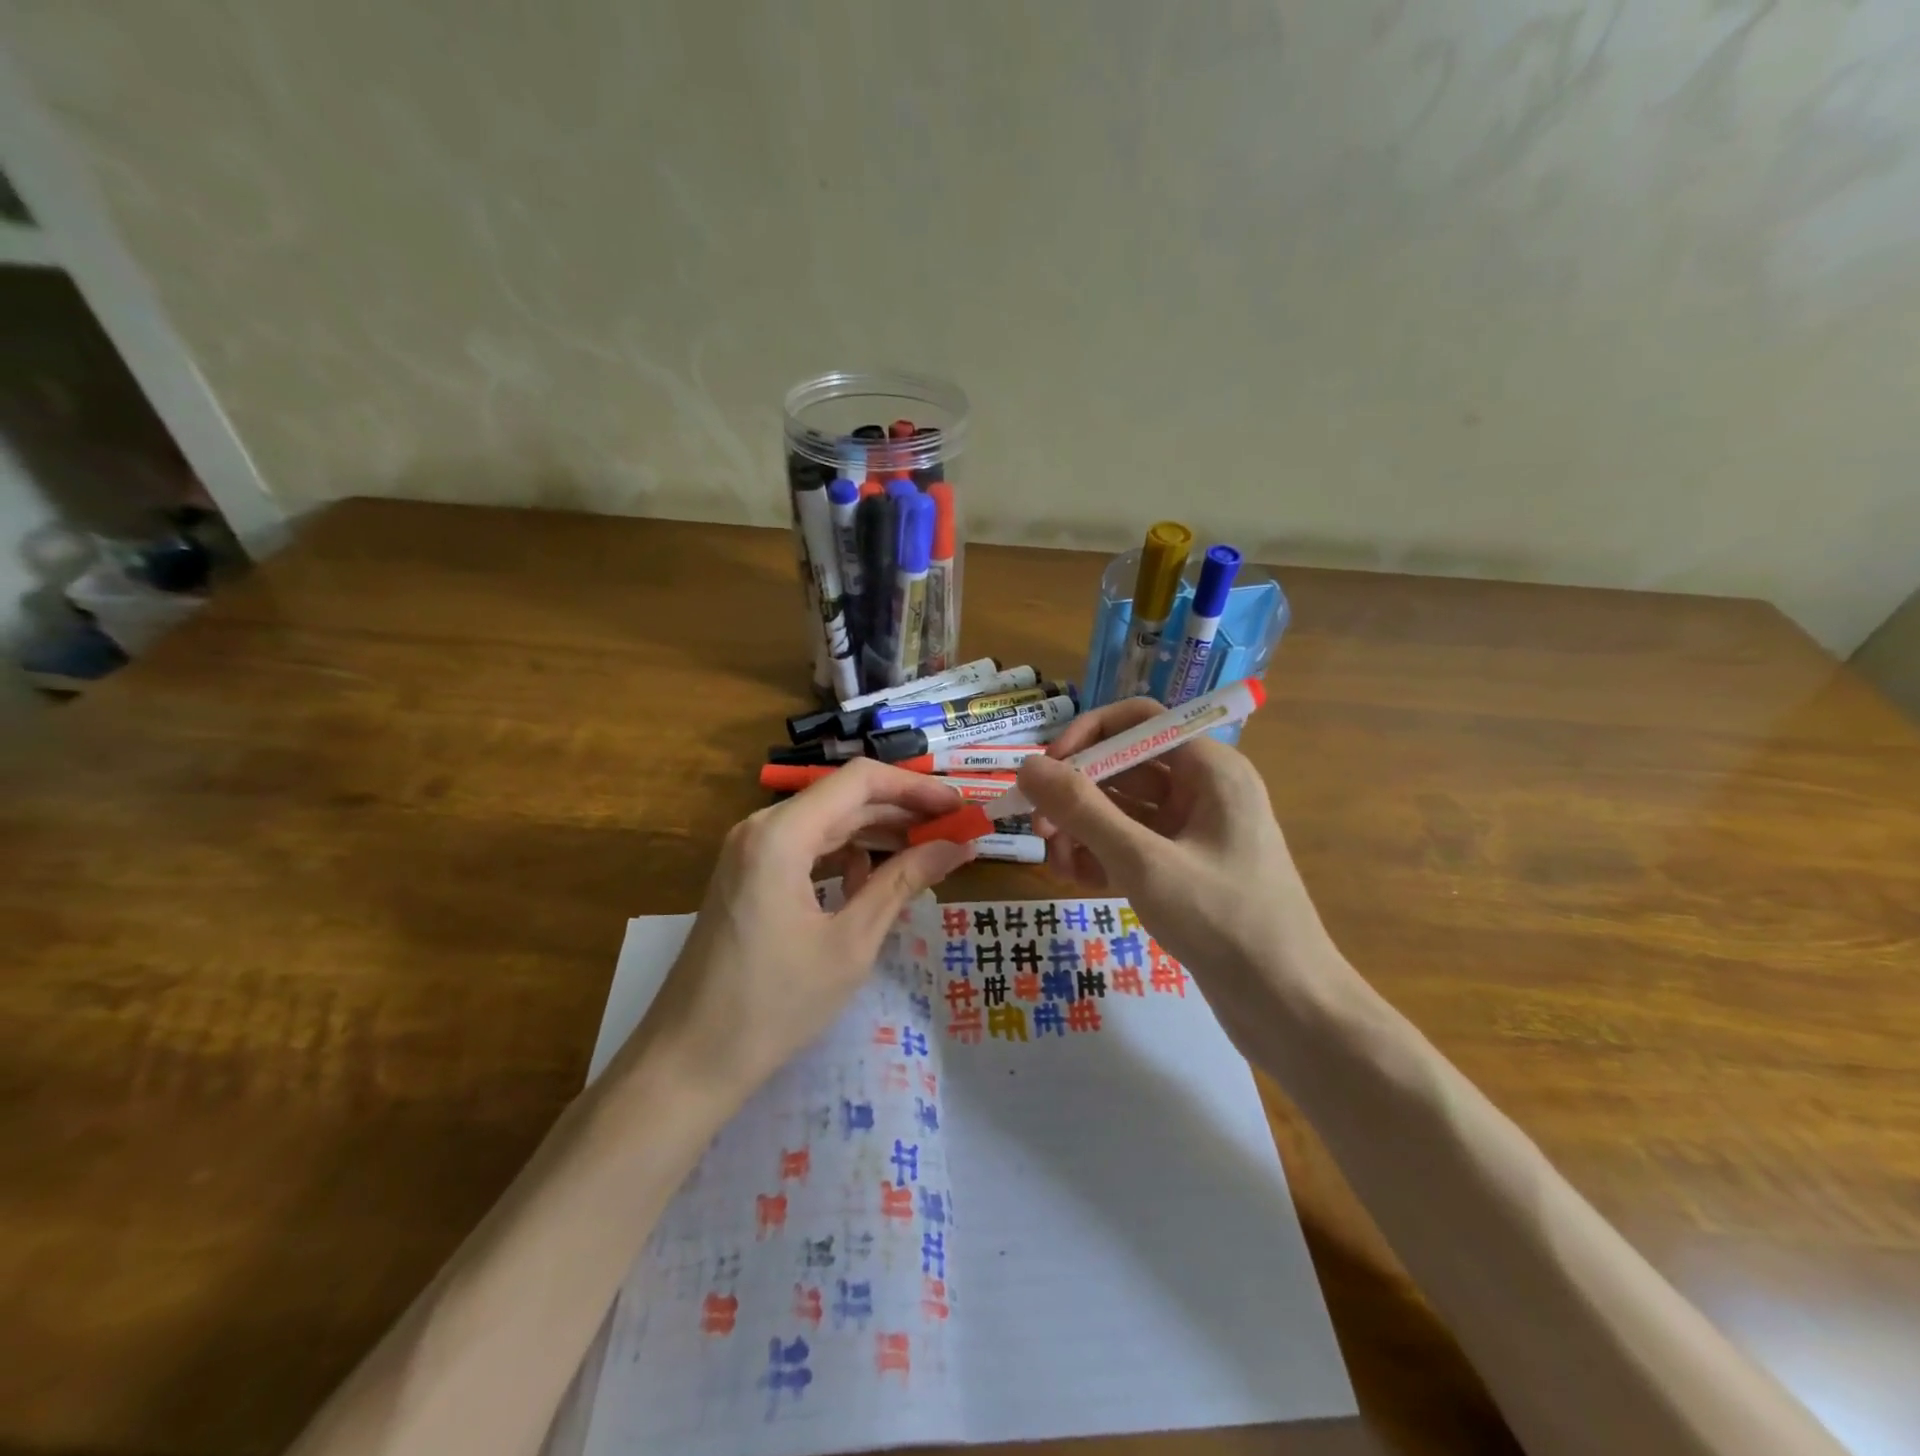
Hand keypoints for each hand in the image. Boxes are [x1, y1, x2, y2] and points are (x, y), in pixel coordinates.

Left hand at [645, 760, 976, 1095]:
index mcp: (782, 834)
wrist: (689, 1061)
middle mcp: (762, 828)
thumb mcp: (851, 943)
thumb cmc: (774, 1005)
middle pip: (845, 799)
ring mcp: (750, 851)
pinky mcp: (748, 876)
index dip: (916, 788)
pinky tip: (873, 880)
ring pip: (827, 822)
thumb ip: (903, 882)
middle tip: (955, 833)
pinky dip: (846, 855)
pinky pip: (807, 848)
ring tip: (927, 854)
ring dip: (877, 834)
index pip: (861, 780)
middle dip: (903, 812)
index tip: (960, 808)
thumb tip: (957, 846)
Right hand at [1016, 698, 1351, 1054]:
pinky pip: (1131, 846)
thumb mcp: (1145, 863)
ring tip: (1058, 864)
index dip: (1085, 735)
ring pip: (1122, 810)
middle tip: (1039, 830)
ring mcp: (1194, 832)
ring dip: (1082, 829)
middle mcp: (1202, 790)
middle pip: (1123, 767)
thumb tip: (1027, 766)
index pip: (1137, 721)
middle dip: (1076, 794)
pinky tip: (1076, 880)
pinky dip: (1101, 856)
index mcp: (1209, 769)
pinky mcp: (1184, 869)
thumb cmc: (1224, 922)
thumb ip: (1082, 810)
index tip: (1044, 769)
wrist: (1290, 1008)